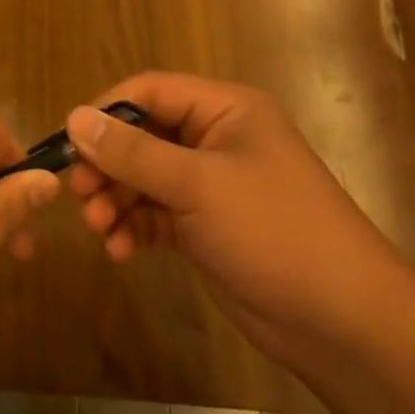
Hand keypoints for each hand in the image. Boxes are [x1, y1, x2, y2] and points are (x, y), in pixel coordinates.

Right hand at [65, 73, 401, 359]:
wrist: (342, 322)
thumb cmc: (273, 232)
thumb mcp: (197, 185)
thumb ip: (132, 152)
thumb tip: (74, 117)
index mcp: (226, 110)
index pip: (151, 91)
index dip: (107, 112)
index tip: (71, 145)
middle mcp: (216, 139)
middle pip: (143, 136)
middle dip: (109, 165)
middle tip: (79, 194)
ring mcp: (212, 185)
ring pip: (144, 178)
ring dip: (116, 201)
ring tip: (98, 229)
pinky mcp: (206, 227)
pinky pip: (156, 214)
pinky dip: (134, 228)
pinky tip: (120, 250)